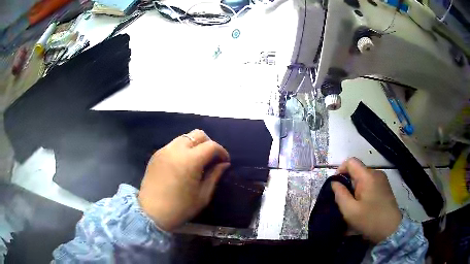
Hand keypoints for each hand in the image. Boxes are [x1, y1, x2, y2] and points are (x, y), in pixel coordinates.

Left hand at [138, 129, 230, 231]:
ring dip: (194, 145)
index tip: (224, 161)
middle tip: (211, 158)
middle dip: (208, 143)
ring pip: (184, 137)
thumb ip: (214, 176)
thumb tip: (224, 164)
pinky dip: (182, 149)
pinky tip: (182, 164)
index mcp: (190, 160)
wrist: (151, 213)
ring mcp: (164, 150)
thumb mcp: (202, 195)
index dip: (222, 151)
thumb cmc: (180, 208)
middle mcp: (176, 150)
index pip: (211, 146)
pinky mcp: (156, 154)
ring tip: (197, 160)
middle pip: (197, 134)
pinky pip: (173, 145)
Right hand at [332, 158, 401, 243]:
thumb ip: (340, 195)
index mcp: (368, 176)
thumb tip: (334, 183)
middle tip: (344, 201)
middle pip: (357, 171)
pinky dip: (363, 192)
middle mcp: (376, 173)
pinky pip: (370, 184)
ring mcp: (382, 180)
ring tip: (352, 206)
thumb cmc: (370, 220)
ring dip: (355, 189)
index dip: (340, 170)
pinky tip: (362, 206)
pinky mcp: (385, 187)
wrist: (391, 229)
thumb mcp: (350, 211)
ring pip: (363, 179)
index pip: (351, 162)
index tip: (335, 186)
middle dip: (348, 183)